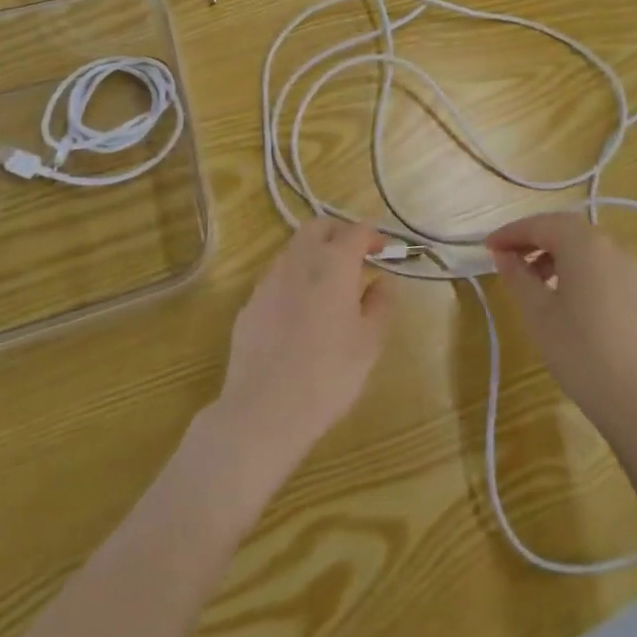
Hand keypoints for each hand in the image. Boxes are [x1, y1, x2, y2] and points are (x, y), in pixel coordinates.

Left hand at [213, 219, 394, 474]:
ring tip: (330, 282)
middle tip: (357, 256)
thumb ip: (381, 303)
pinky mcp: (250, 302)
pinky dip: (295, 278)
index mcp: (333, 263)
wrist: (263, 410)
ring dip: (315, 252)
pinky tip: (301, 309)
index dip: (374, 236)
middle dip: (340, 233)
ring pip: (295, 248)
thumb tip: (384, 280)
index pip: (357, 231)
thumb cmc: (328, 375)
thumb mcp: (369, 343)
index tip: (386, 251)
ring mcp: (269, 279)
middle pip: (319, 227)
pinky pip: (277, 276)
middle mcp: (299, 260)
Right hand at [487, 212, 636, 439]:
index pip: (539, 224)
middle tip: (505, 257)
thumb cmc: (580, 352)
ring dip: (553, 252)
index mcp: (583, 243)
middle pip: (563, 228)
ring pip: (583, 245)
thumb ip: (517, 277)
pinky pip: (599, 263)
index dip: (510, 233)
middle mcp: (610, 244)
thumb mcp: (538, 314)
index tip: (486, 247)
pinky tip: (561, 293)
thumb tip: (504, 255)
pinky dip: (575, 266)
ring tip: (530, 279)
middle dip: (532, 238)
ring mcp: (629, 266)